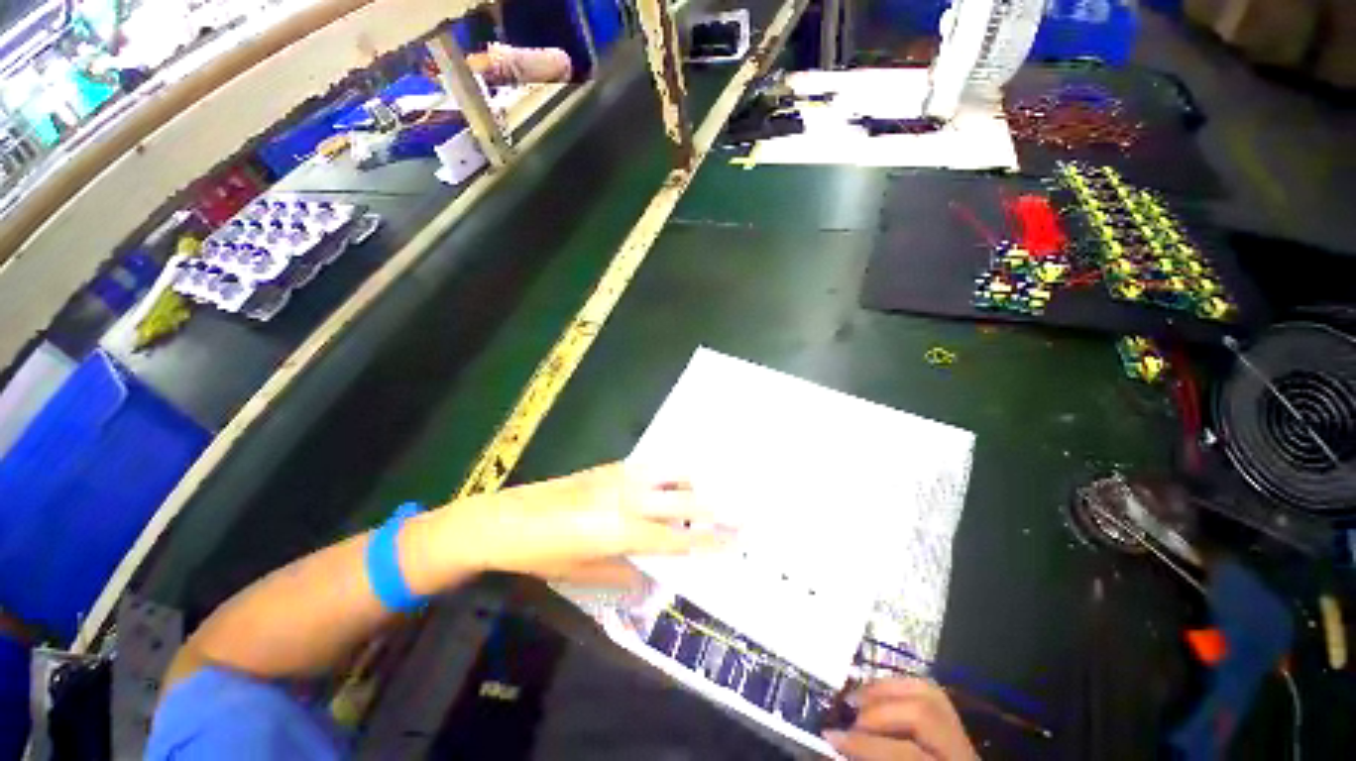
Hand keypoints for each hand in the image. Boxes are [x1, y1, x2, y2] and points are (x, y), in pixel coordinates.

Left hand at [426, 462, 727, 581]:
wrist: (500, 522)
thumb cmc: (539, 555)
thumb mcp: (582, 574)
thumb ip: (622, 576)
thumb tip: (650, 582)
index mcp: (620, 531)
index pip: (676, 539)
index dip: (708, 542)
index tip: (736, 542)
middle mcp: (623, 499)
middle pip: (682, 502)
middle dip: (716, 509)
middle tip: (745, 514)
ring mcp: (612, 479)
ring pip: (667, 475)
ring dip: (693, 485)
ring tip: (712, 497)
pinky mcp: (601, 469)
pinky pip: (646, 468)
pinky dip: (667, 475)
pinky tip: (672, 484)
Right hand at [825, 678, 977, 760]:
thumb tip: (834, 746)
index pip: (904, 753)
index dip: (864, 744)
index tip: (830, 737)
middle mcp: (960, 750)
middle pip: (924, 714)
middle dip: (879, 712)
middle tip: (846, 718)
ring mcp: (961, 734)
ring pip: (933, 695)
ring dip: (890, 691)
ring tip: (856, 697)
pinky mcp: (955, 725)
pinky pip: (933, 695)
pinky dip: (903, 689)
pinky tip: (878, 693)